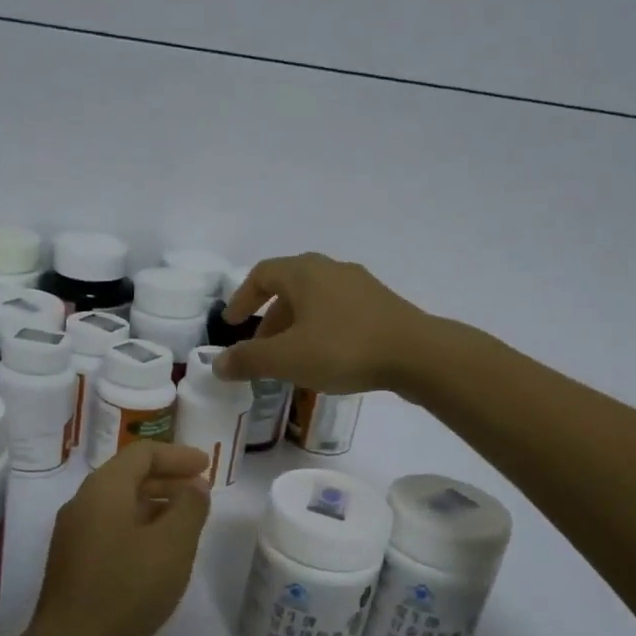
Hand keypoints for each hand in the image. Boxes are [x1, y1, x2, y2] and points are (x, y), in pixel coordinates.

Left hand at [30, 441, 211, 635]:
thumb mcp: (173, 544)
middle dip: (167, 479)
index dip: (178, 455)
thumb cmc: (128, 587)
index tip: (207, 466)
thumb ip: (190, 506)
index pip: (142, 453)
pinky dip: (139, 527)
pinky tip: (157, 552)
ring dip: (155, 505)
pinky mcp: (73, 563)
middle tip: (201, 491)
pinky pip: (110, 528)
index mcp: (104, 488)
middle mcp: (82, 503)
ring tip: (186, 521)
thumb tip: (195, 485)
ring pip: (119, 505)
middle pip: (128, 476)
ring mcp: (73, 534)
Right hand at [212, 253, 431, 393]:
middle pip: (289, 289)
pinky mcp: (382, 306)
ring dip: (295, 328)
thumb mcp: (287, 358)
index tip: (233, 324)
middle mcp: (332, 270)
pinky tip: (325, 360)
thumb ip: (248, 360)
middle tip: (260, 350)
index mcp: (305, 271)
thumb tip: (218, 365)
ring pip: (315, 302)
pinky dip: (320, 331)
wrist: (418, 355)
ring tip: (291, 360)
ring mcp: (361, 286)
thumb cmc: (344, 348)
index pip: (262, 274)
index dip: (242, 299)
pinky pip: (338, 313)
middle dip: (269, 320)